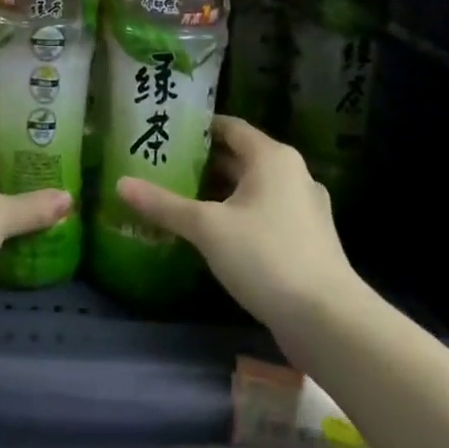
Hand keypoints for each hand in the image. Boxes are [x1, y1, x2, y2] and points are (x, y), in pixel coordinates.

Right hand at [116, 116, 363, 345]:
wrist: (328, 320)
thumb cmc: (266, 256)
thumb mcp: (207, 228)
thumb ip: (164, 204)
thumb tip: (120, 183)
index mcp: (272, 157)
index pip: (229, 127)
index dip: (197, 128)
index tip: (166, 132)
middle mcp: (292, 173)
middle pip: (240, 157)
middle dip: (203, 163)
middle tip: (162, 166)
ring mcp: (304, 208)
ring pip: (252, 188)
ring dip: (220, 192)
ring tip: (180, 198)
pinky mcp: (307, 239)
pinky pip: (265, 213)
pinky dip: (238, 215)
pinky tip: (212, 234)